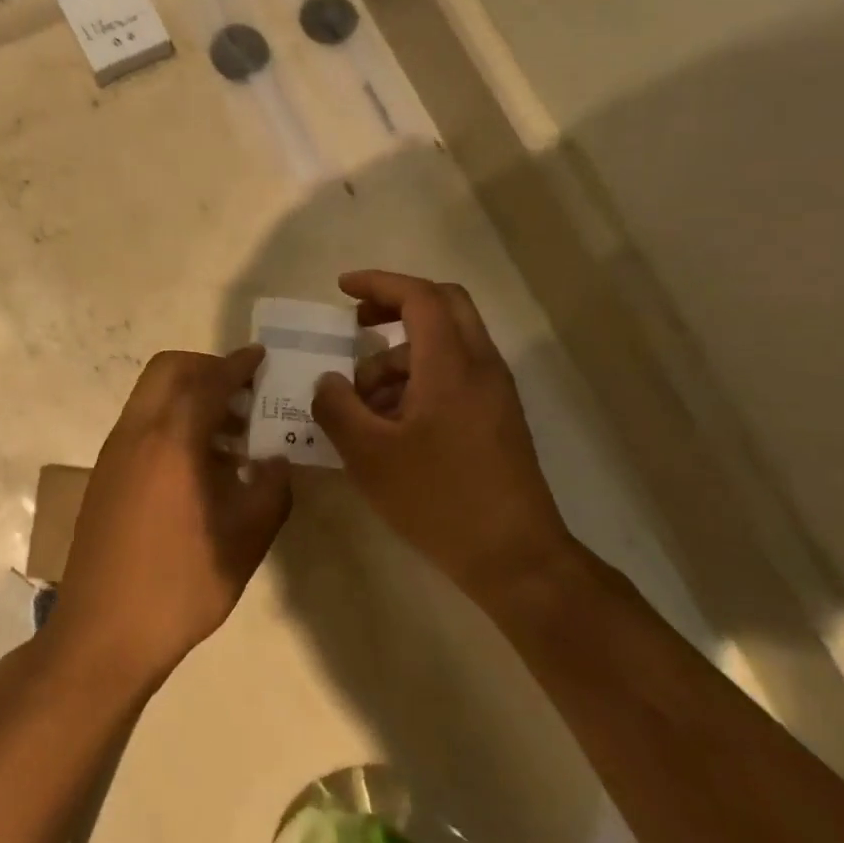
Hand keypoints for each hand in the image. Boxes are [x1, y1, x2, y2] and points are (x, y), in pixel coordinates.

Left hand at [49, 347, 292, 692]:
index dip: (238, 365)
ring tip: (233, 437)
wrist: (101, 634)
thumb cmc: (178, 586)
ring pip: (152, 397)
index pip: (208, 381)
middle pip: (168, 371)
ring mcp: (114, 453)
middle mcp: (136, 433)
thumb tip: (277, 459)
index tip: (262, 358)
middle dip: (208, 370)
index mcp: (171, 441)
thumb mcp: (243, 542)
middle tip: (244, 395)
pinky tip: (201, 468)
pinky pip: (142, 425)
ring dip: (190, 398)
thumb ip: (270, 491)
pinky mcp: (105, 475)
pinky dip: (172, 423)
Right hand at [311, 270, 572, 593]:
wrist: (516, 558)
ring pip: (445, 344)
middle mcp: (480, 366)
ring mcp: (494, 392)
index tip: (342, 289)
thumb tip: (327, 381)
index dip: (378, 284)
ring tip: (361, 402)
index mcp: (451, 365)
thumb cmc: (438, 500)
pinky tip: (389, 424)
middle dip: (395, 305)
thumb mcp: (369, 455)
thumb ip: (337, 408)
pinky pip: (454, 375)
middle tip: (356, 325)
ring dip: (399, 356)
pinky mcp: (497, 417)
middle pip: (443, 305)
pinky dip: (418, 380)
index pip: (419, 296)